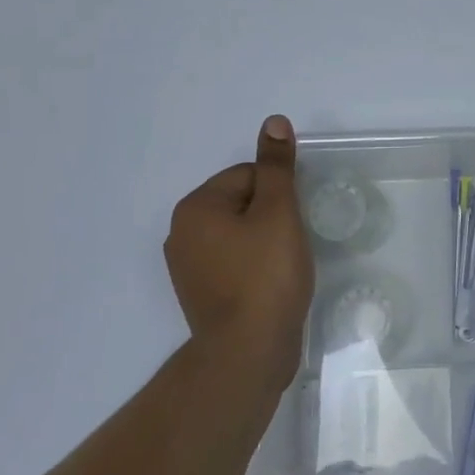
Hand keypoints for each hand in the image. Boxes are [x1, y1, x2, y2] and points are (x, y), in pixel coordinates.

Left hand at [165, 115, 314, 387]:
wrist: (248, 352)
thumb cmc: (266, 276)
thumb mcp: (278, 213)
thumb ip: (277, 166)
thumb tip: (273, 121)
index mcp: (195, 207)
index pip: (248, 176)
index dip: (280, 196)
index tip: (292, 224)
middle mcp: (181, 232)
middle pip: (242, 203)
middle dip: (271, 218)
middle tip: (290, 246)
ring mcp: (186, 267)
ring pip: (239, 234)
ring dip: (264, 242)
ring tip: (283, 267)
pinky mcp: (199, 293)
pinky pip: (233, 262)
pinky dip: (253, 267)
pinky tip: (270, 286)